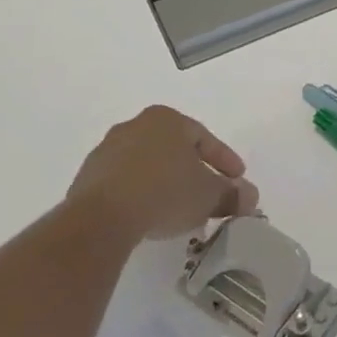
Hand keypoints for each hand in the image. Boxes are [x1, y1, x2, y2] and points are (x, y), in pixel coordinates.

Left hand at [67, 106, 257, 242]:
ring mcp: (107, 150)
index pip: (204, 138)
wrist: (102, 217)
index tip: (237, 180)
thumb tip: (250, 197)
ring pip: (147, 165)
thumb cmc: (165, 192)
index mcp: (167, 119)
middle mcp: (136, 125)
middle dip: (193, 171)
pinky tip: (148, 216)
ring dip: (165, 183)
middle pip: (174, 149)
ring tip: (178, 209)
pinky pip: (124, 183)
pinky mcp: (87, 177)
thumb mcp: (209, 195)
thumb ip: (233, 194)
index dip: (225, 160)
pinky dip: (140, 195)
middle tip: (208, 193)